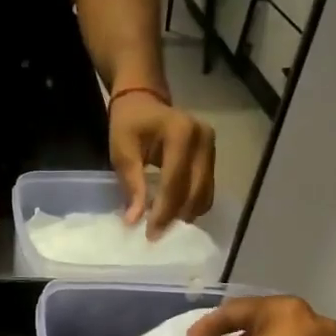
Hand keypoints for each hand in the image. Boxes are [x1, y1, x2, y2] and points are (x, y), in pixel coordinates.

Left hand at [109, 92, 214, 237]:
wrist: (144, 100)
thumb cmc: (129, 123)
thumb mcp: (122, 151)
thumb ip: (131, 185)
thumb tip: (134, 220)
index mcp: (181, 132)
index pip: (175, 181)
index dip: (164, 210)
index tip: (150, 233)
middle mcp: (204, 138)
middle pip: (195, 189)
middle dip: (175, 216)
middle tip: (155, 236)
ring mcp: (212, 147)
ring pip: (205, 193)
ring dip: (185, 213)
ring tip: (163, 226)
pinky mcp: (213, 156)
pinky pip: (206, 188)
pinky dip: (191, 204)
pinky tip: (174, 213)